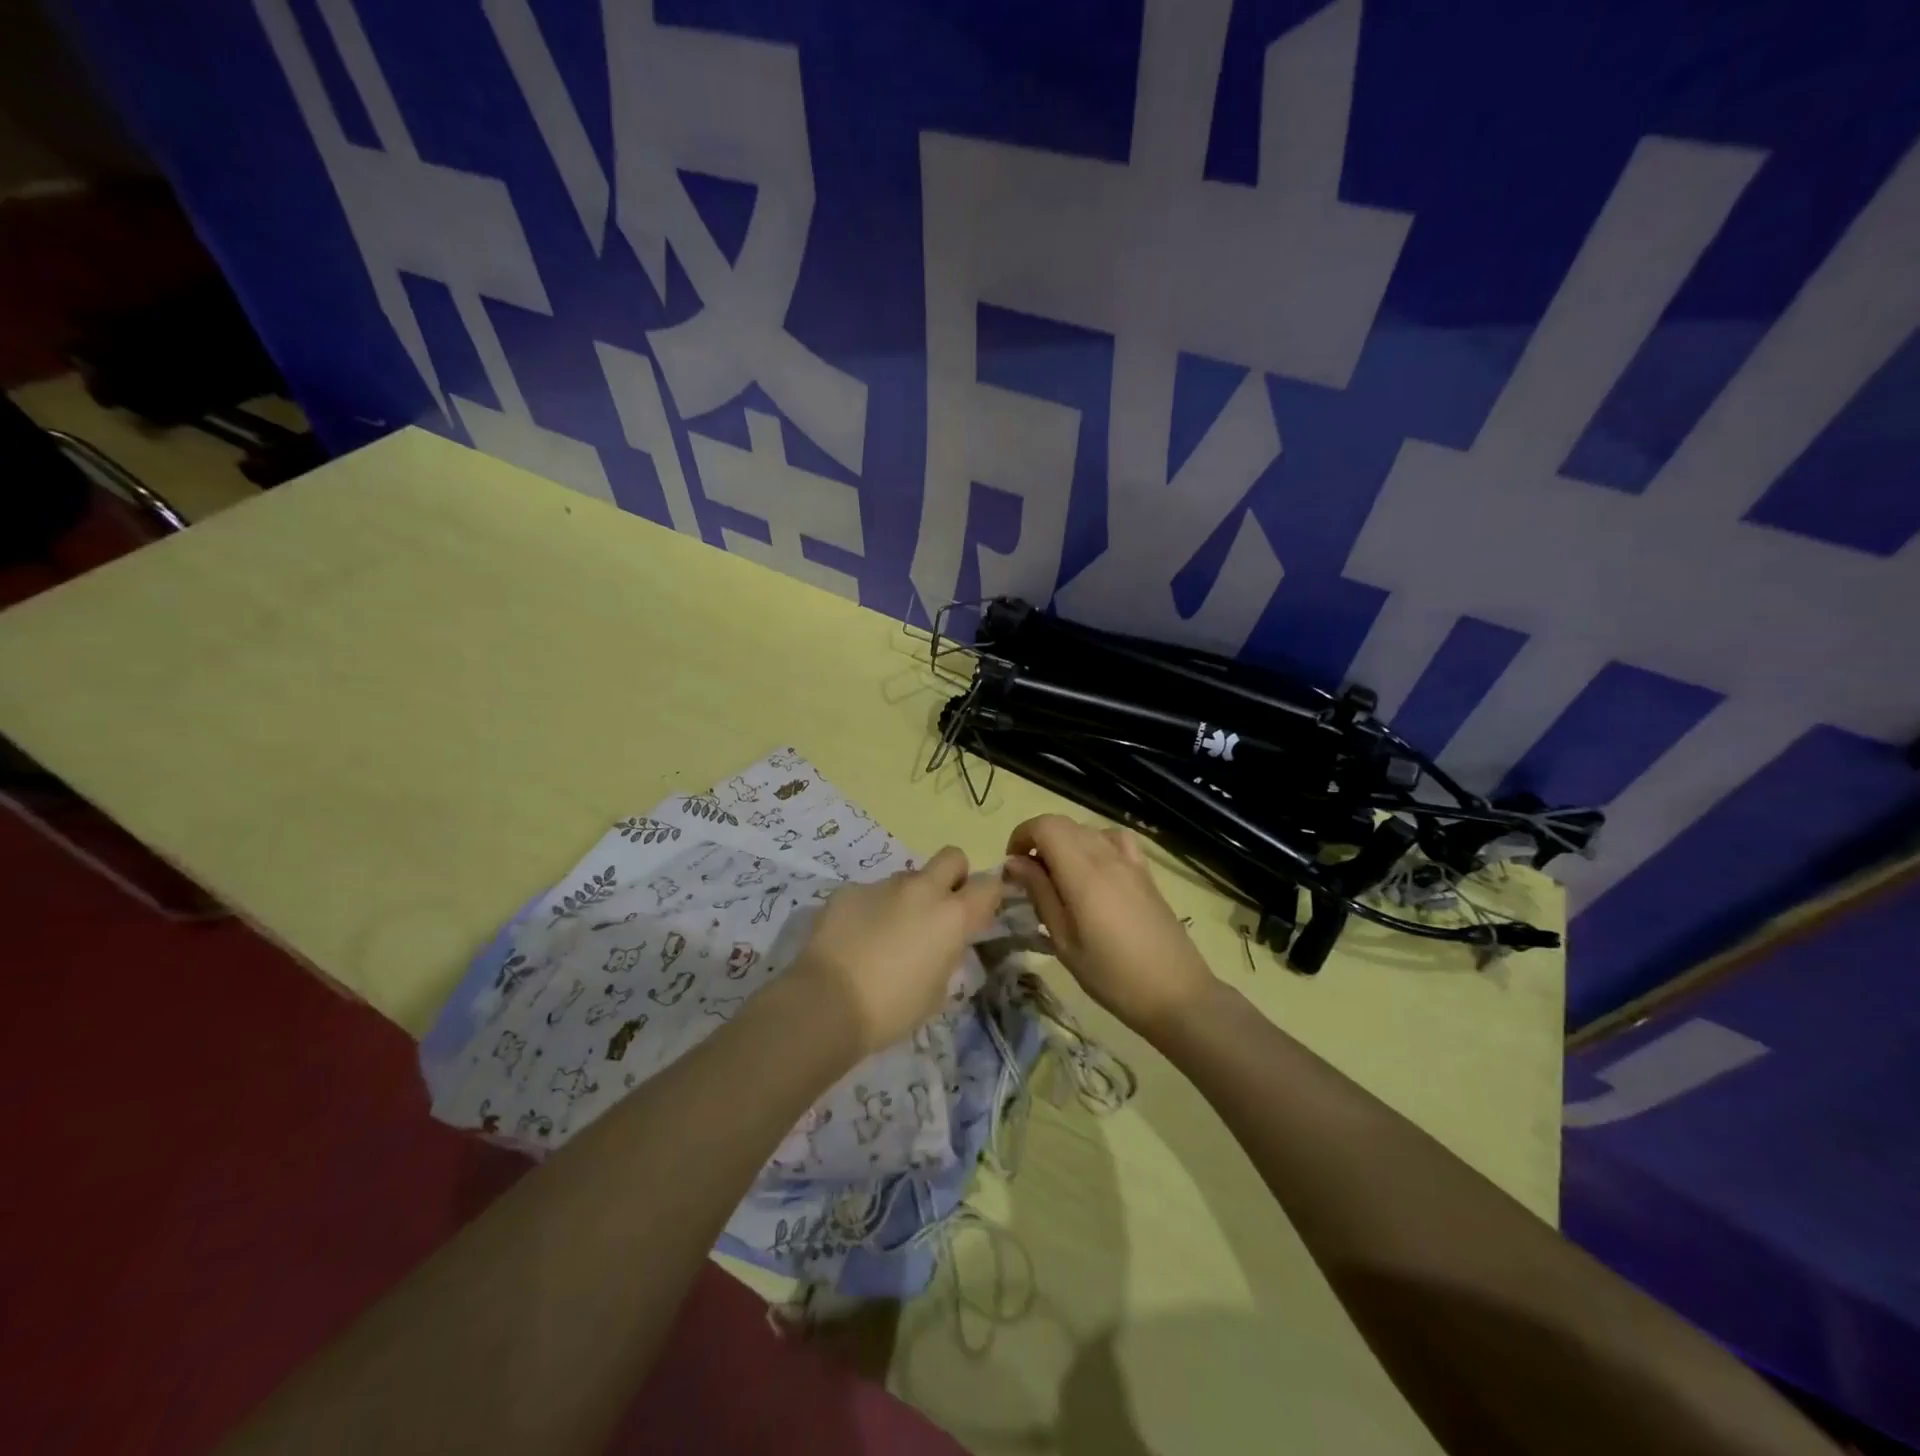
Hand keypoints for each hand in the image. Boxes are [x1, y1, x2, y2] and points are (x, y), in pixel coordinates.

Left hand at [789, 846, 1001, 1058]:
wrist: (826, 1004)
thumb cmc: (891, 1009)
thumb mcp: (936, 991)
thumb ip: (946, 956)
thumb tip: (941, 943)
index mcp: (952, 917)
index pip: (989, 885)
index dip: (987, 896)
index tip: (978, 914)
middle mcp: (922, 890)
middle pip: (952, 857)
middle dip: (952, 876)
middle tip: (939, 907)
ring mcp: (882, 885)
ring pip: (907, 878)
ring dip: (906, 898)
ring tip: (886, 933)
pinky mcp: (849, 890)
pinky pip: (870, 893)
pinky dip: (870, 909)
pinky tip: (854, 938)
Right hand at [1004, 815, 1215, 1040]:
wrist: (1176, 993)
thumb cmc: (1111, 976)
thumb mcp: (1064, 941)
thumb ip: (1040, 894)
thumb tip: (1014, 863)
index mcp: (1083, 873)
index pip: (1045, 826)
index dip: (1022, 835)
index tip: (1012, 866)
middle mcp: (1106, 856)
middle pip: (1064, 824)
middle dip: (1039, 840)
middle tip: (1030, 877)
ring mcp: (1130, 861)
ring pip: (1088, 829)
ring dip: (1065, 842)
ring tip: (1060, 875)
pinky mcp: (1145, 871)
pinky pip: (1115, 839)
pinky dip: (1096, 842)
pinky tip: (1095, 869)